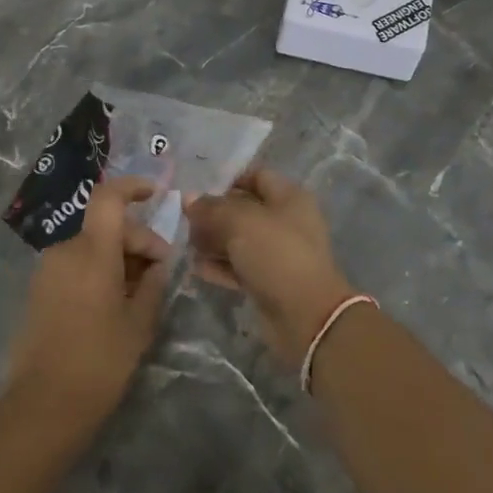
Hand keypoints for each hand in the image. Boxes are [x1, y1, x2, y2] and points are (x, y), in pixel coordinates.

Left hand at [7, 176, 171, 424]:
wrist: (43, 405)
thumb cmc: (99, 362)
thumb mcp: (139, 324)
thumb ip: (152, 284)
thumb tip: (157, 264)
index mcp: (92, 252)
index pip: (109, 198)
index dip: (133, 187)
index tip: (155, 193)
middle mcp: (66, 250)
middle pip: (106, 226)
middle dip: (137, 241)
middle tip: (159, 273)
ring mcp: (48, 269)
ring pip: (92, 246)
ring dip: (118, 258)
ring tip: (138, 293)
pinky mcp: (39, 289)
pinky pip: (76, 264)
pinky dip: (98, 270)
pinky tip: (113, 302)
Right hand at [185, 168, 353, 366]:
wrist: (306, 316)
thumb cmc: (276, 254)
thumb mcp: (240, 222)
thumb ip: (212, 208)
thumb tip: (189, 199)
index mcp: (289, 197)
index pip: (256, 176)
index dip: (228, 181)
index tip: (199, 193)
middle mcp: (287, 221)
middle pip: (245, 210)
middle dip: (215, 215)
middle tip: (186, 222)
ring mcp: (279, 253)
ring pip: (241, 240)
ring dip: (214, 242)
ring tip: (187, 245)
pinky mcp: (270, 281)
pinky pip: (241, 267)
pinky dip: (221, 266)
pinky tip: (197, 268)